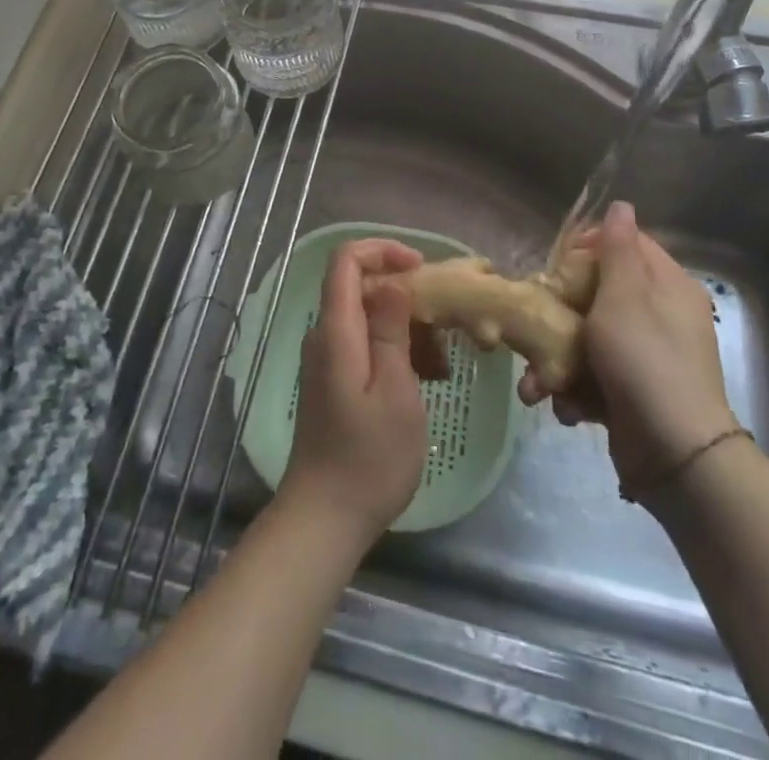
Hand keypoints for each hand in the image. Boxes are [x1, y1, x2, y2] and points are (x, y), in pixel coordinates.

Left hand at [279, 239, 428, 547]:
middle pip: (360, 286)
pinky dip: (395, 351)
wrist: (325, 517)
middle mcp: (325, 335)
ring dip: (406, 328)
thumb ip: (390, 329)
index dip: (382, 250)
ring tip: (440, 364)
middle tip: (444, 327)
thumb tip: (391, 281)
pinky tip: (424, 379)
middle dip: (405, 295)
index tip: (421, 267)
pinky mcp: (334, 380)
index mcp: (336, 329)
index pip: (346, 259)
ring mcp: (327, 358)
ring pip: (368, 318)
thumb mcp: (395, 389)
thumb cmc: (369, 456)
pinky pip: (365, 345)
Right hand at [518, 202, 736, 497]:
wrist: (674, 455)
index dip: (589, 247)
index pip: (627, 244)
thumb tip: (622, 205)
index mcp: (667, 285)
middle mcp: (661, 316)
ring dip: (558, 360)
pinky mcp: (633, 392)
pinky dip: (576, 390)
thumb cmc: (644, 360)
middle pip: (601, 292)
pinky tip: (566, 406)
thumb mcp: (625, 296)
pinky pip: (596, 375)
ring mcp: (647, 356)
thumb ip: (619, 249)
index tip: (558, 264)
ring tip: (537, 383)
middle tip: (535, 323)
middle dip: (561, 313)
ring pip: (590, 338)